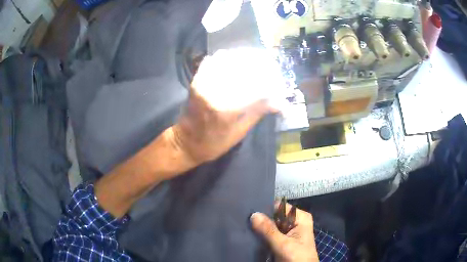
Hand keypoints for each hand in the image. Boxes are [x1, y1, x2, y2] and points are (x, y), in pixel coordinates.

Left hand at [172, 48, 285, 164]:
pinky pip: (212, 61)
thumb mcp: (240, 132)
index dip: (270, 83)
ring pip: (227, 59)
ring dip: (243, 59)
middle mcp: (214, 90)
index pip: (256, 87)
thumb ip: (258, 112)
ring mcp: (202, 82)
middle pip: (242, 67)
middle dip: (260, 66)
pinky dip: (225, 58)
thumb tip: (281, 102)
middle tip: (269, 69)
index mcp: (226, 108)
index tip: (277, 84)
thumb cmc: (214, 143)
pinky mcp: (196, 79)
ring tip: (254, 63)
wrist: (186, 142)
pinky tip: (234, 62)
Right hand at [251, 202, 318, 261]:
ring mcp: (289, 232)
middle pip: (274, 216)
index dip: (265, 209)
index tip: (249, 211)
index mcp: (300, 217)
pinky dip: (262, 235)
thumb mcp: (283, 245)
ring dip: (260, 228)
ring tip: (245, 227)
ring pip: (271, 226)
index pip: (280, 206)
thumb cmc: (297, 258)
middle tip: (244, 221)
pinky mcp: (283, 241)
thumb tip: (253, 214)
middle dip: (261, 220)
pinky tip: (251, 235)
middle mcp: (295, 222)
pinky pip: (270, 234)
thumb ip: (268, 230)